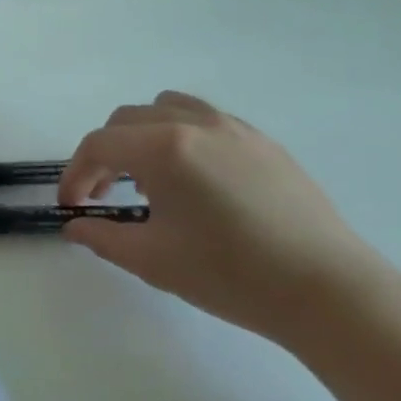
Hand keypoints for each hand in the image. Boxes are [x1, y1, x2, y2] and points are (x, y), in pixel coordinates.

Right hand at [59, 90, 391, 345]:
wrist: (328, 291)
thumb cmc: (230, 274)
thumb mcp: (151, 260)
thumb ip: (102, 236)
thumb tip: (75, 226)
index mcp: (164, 149)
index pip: (99, 145)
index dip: (75, 174)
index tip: (72, 206)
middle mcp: (195, 124)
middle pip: (127, 120)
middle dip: (104, 154)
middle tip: (103, 195)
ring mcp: (234, 129)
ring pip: (167, 109)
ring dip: (141, 136)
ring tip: (147, 180)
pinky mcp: (263, 143)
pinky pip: (204, 120)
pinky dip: (180, 136)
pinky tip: (192, 180)